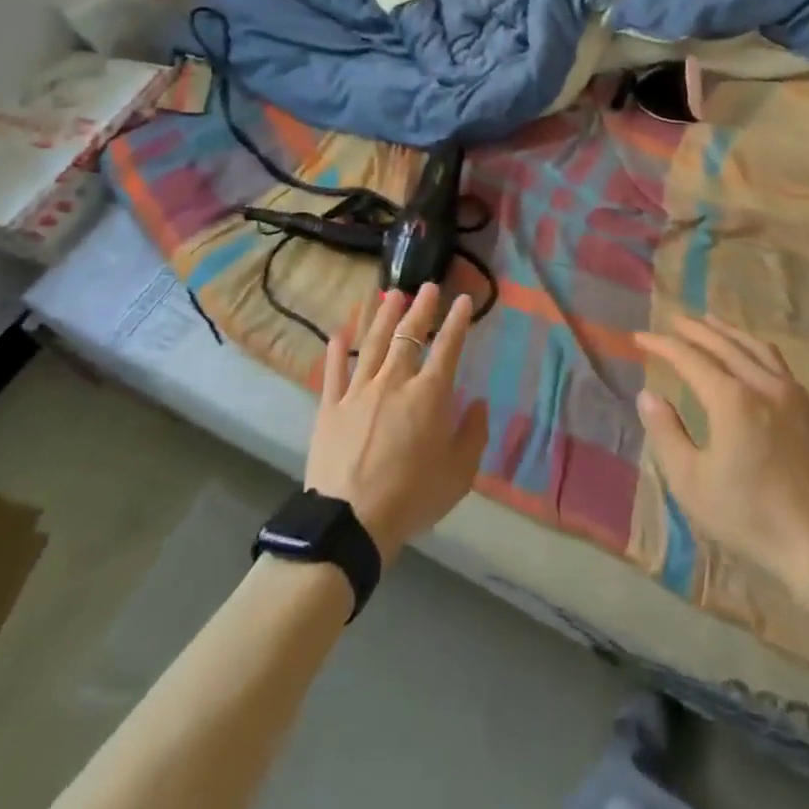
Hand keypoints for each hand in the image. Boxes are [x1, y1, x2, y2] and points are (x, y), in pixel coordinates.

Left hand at [306, 284, 489, 563]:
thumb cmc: (412, 498)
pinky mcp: (330, 407)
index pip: (447, 347)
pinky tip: (339, 334)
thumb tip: (478, 404)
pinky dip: (336, 351)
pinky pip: (334, 372)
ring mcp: (358, 391)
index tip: (463, 300)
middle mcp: (394, 382)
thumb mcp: (458, 474)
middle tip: (427, 286)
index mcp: (429, 395)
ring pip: (372, 343)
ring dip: (383, 316)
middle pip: (408, 336)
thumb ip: (472, 435)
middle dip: (421, 308)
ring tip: (391, 295)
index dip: (457, 321)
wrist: (350, 521)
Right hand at [638, 314, 808, 593]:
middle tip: (673, 318)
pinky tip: (753, 356)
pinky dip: (755, 349)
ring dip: (728, 332)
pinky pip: (778, 363)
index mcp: (731, 399)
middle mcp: (763, 385)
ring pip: (756, 348)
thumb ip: (667, 434)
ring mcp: (793, 395)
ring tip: (711, 322)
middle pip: (724, 344)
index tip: (640, 337)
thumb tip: (648, 396)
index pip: (689, 358)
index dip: (662, 345)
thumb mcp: (693, 483)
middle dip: (695, 329)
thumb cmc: (752, 517)